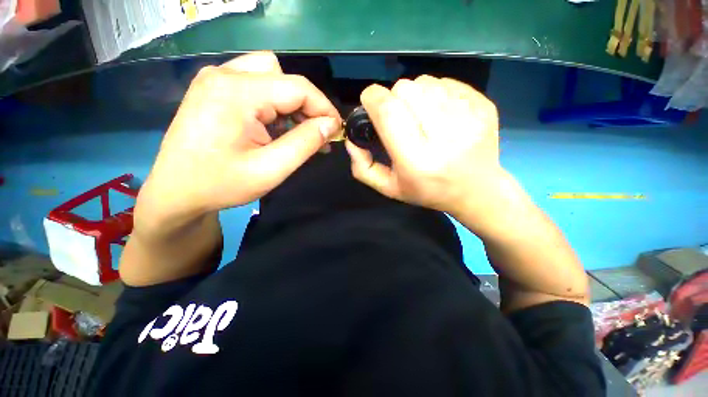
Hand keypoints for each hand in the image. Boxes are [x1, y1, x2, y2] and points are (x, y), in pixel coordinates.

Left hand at [136, 52, 341, 233]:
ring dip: (292, 104)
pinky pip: (257, 85)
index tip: (336, 130)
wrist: (175, 191)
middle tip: (316, 135)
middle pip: (285, 78)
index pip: (298, 88)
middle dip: (308, 106)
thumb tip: (331, 125)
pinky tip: (277, 127)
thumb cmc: (221, 184)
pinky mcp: (215, 88)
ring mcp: (217, 79)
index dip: (324, 108)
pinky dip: (275, 104)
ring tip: (297, 132)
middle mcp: (225, 75)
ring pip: (272, 77)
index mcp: (237, 92)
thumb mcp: (271, 169)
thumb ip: (305, 143)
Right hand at [346, 75, 504, 224]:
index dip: (372, 99)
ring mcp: (469, 117)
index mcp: (417, 160)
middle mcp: (444, 136)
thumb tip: (352, 138)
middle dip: (392, 99)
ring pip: (425, 82)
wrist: (476, 190)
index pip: (389, 111)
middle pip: (405, 89)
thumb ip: (363, 167)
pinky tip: (439, 115)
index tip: (369, 104)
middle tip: (398, 117)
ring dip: (414, 96)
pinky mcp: (484, 105)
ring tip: (419, 117)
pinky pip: (446, 83)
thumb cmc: (427, 191)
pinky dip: (435, 94)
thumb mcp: (389, 188)